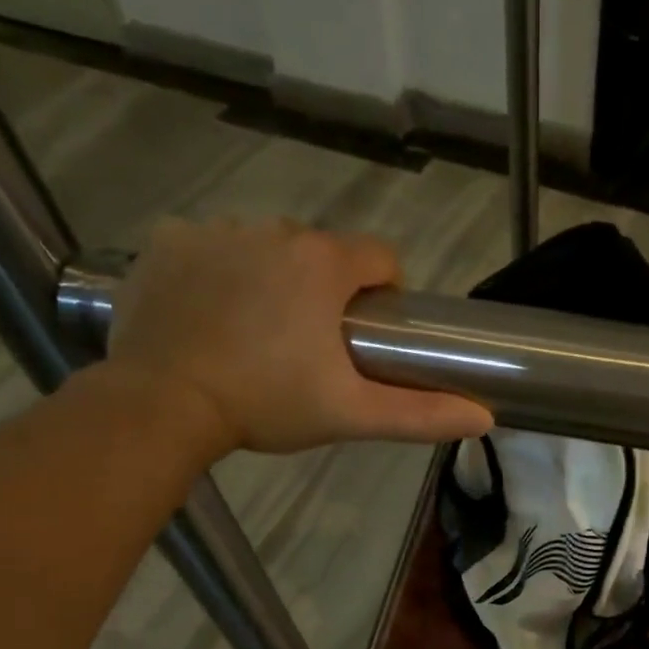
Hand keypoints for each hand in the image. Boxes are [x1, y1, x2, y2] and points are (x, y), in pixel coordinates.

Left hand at [104, 217, 492, 453]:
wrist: (163, 405)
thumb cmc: (267, 404)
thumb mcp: (351, 414)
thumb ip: (421, 414)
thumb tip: (485, 418)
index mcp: (323, 263)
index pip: (379, 257)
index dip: (383, 294)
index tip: (366, 335)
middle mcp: (272, 230)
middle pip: (320, 253)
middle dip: (324, 290)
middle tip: (307, 347)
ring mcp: (214, 230)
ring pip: (265, 247)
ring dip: (271, 279)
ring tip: (254, 334)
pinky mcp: (167, 240)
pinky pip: (209, 246)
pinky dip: (216, 272)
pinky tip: (208, 315)